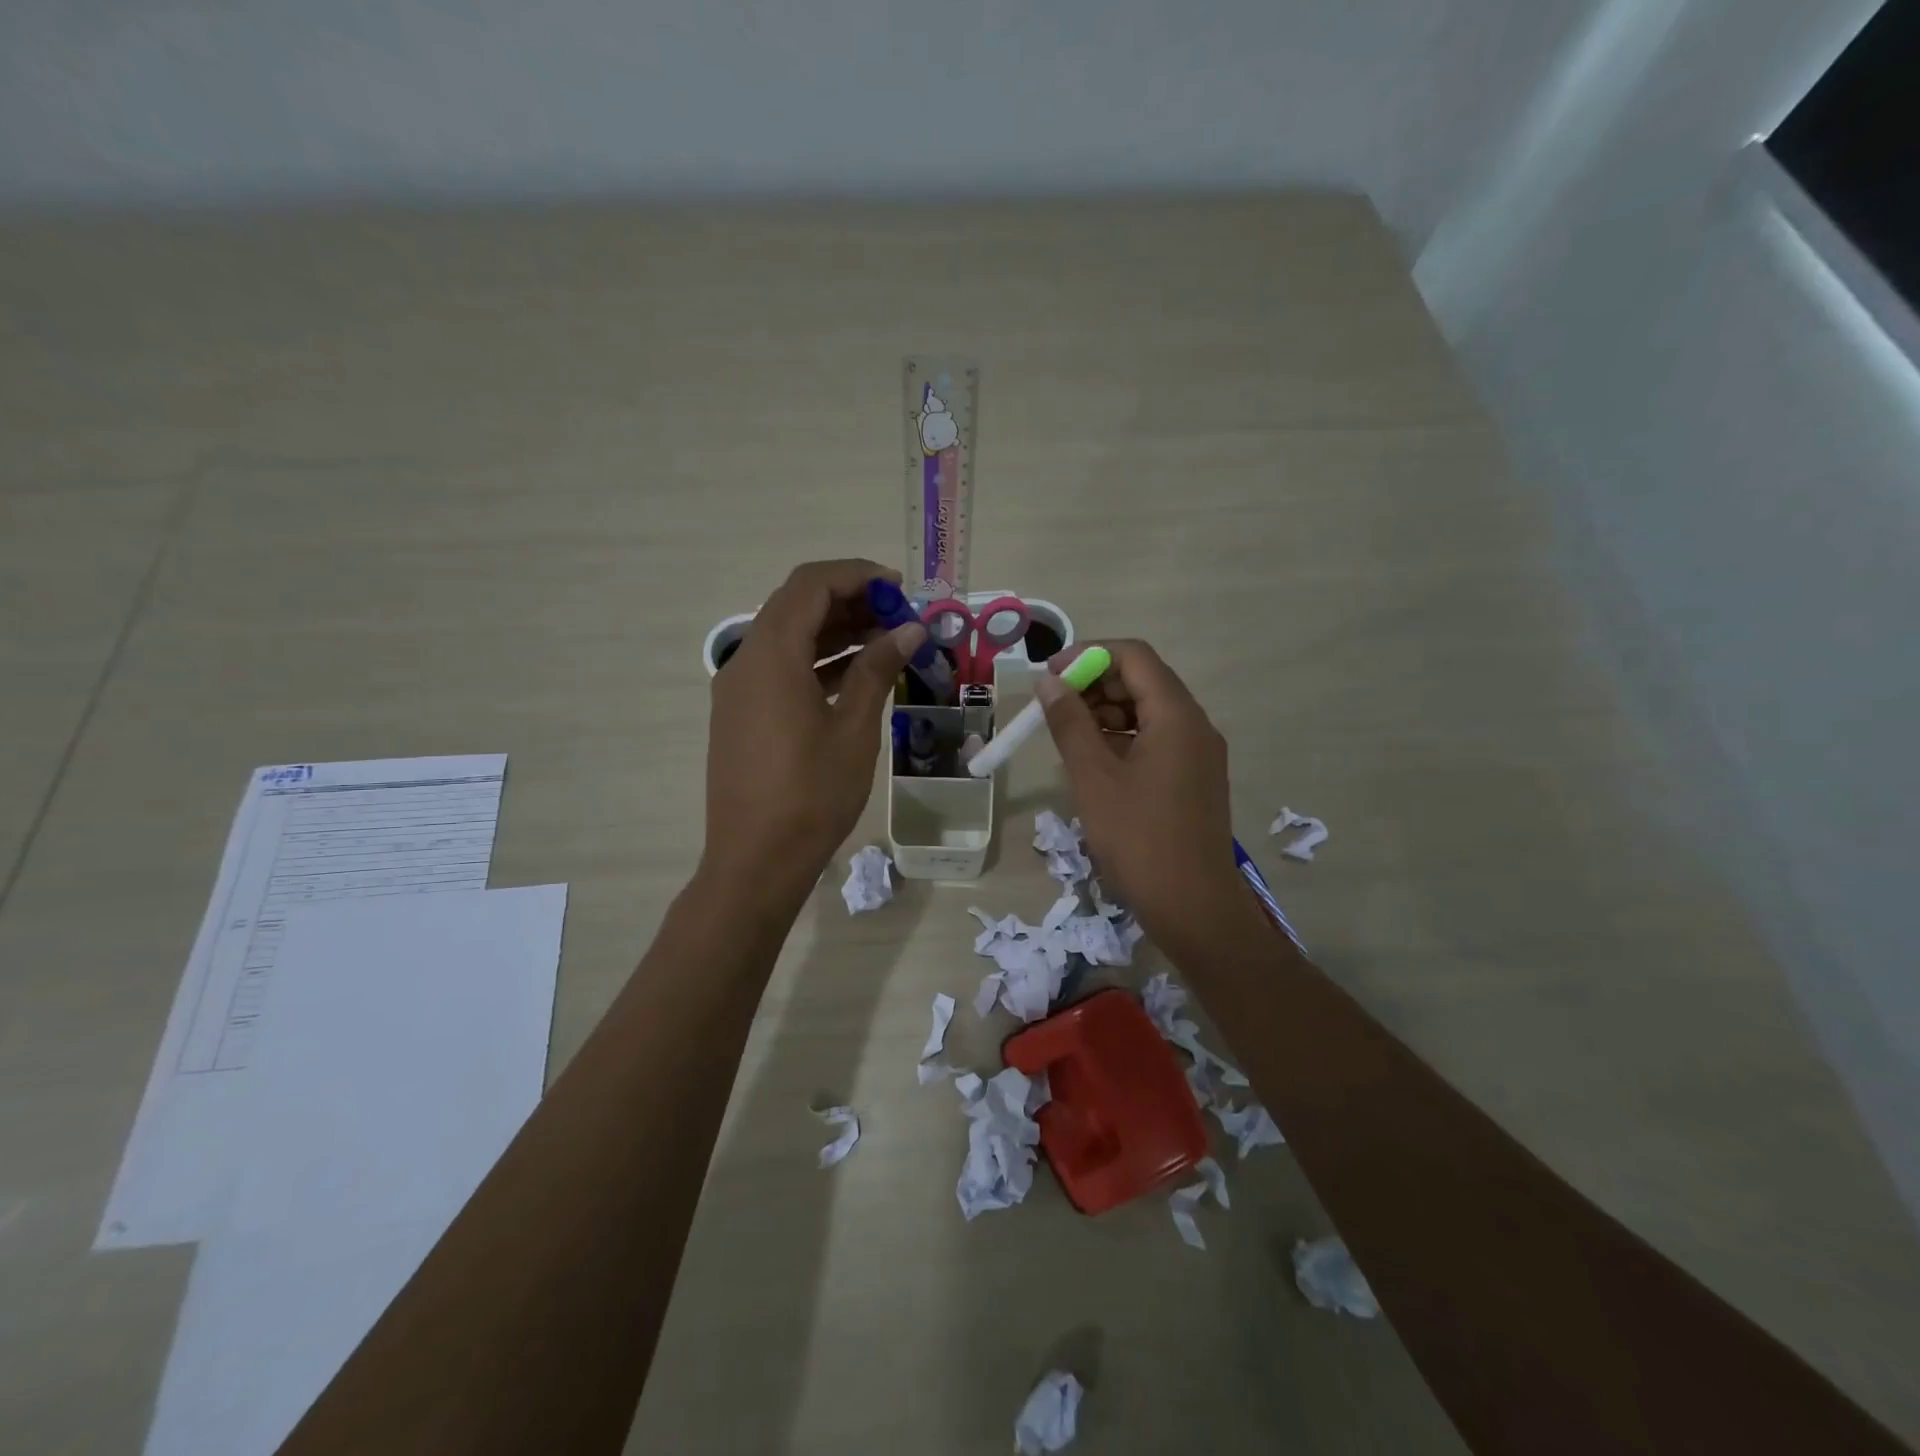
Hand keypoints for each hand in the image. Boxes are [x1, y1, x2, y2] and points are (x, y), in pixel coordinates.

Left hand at [704, 560, 925, 900]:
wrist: (756, 860)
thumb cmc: (811, 794)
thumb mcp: (854, 729)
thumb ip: (877, 670)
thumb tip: (908, 630)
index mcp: (771, 655)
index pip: (811, 585)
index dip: (857, 576)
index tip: (900, 590)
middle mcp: (746, 661)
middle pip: (797, 606)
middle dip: (850, 601)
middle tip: (899, 616)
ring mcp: (739, 689)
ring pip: (789, 637)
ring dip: (836, 631)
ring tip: (888, 642)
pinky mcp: (742, 714)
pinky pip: (781, 669)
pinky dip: (818, 661)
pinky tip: (857, 675)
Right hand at [1035, 640, 1255, 949]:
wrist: (1193, 907)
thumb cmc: (1139, 839)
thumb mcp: (1093, 777)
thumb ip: (1069, 723)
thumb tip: (1049, 682)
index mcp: (1177, 715)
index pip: (1134, 656)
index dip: (1088, 655)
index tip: (1049, 675)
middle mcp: (1195, 725)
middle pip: (1143, 681)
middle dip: (1095, 685)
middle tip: (1053, 708)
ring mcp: (1199, 754)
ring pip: (1149, 712)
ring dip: (1106, 714)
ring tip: (1067, 736)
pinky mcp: (1195, 779)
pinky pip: (1157, 740)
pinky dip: (1123, 740)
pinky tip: (1093, 763)